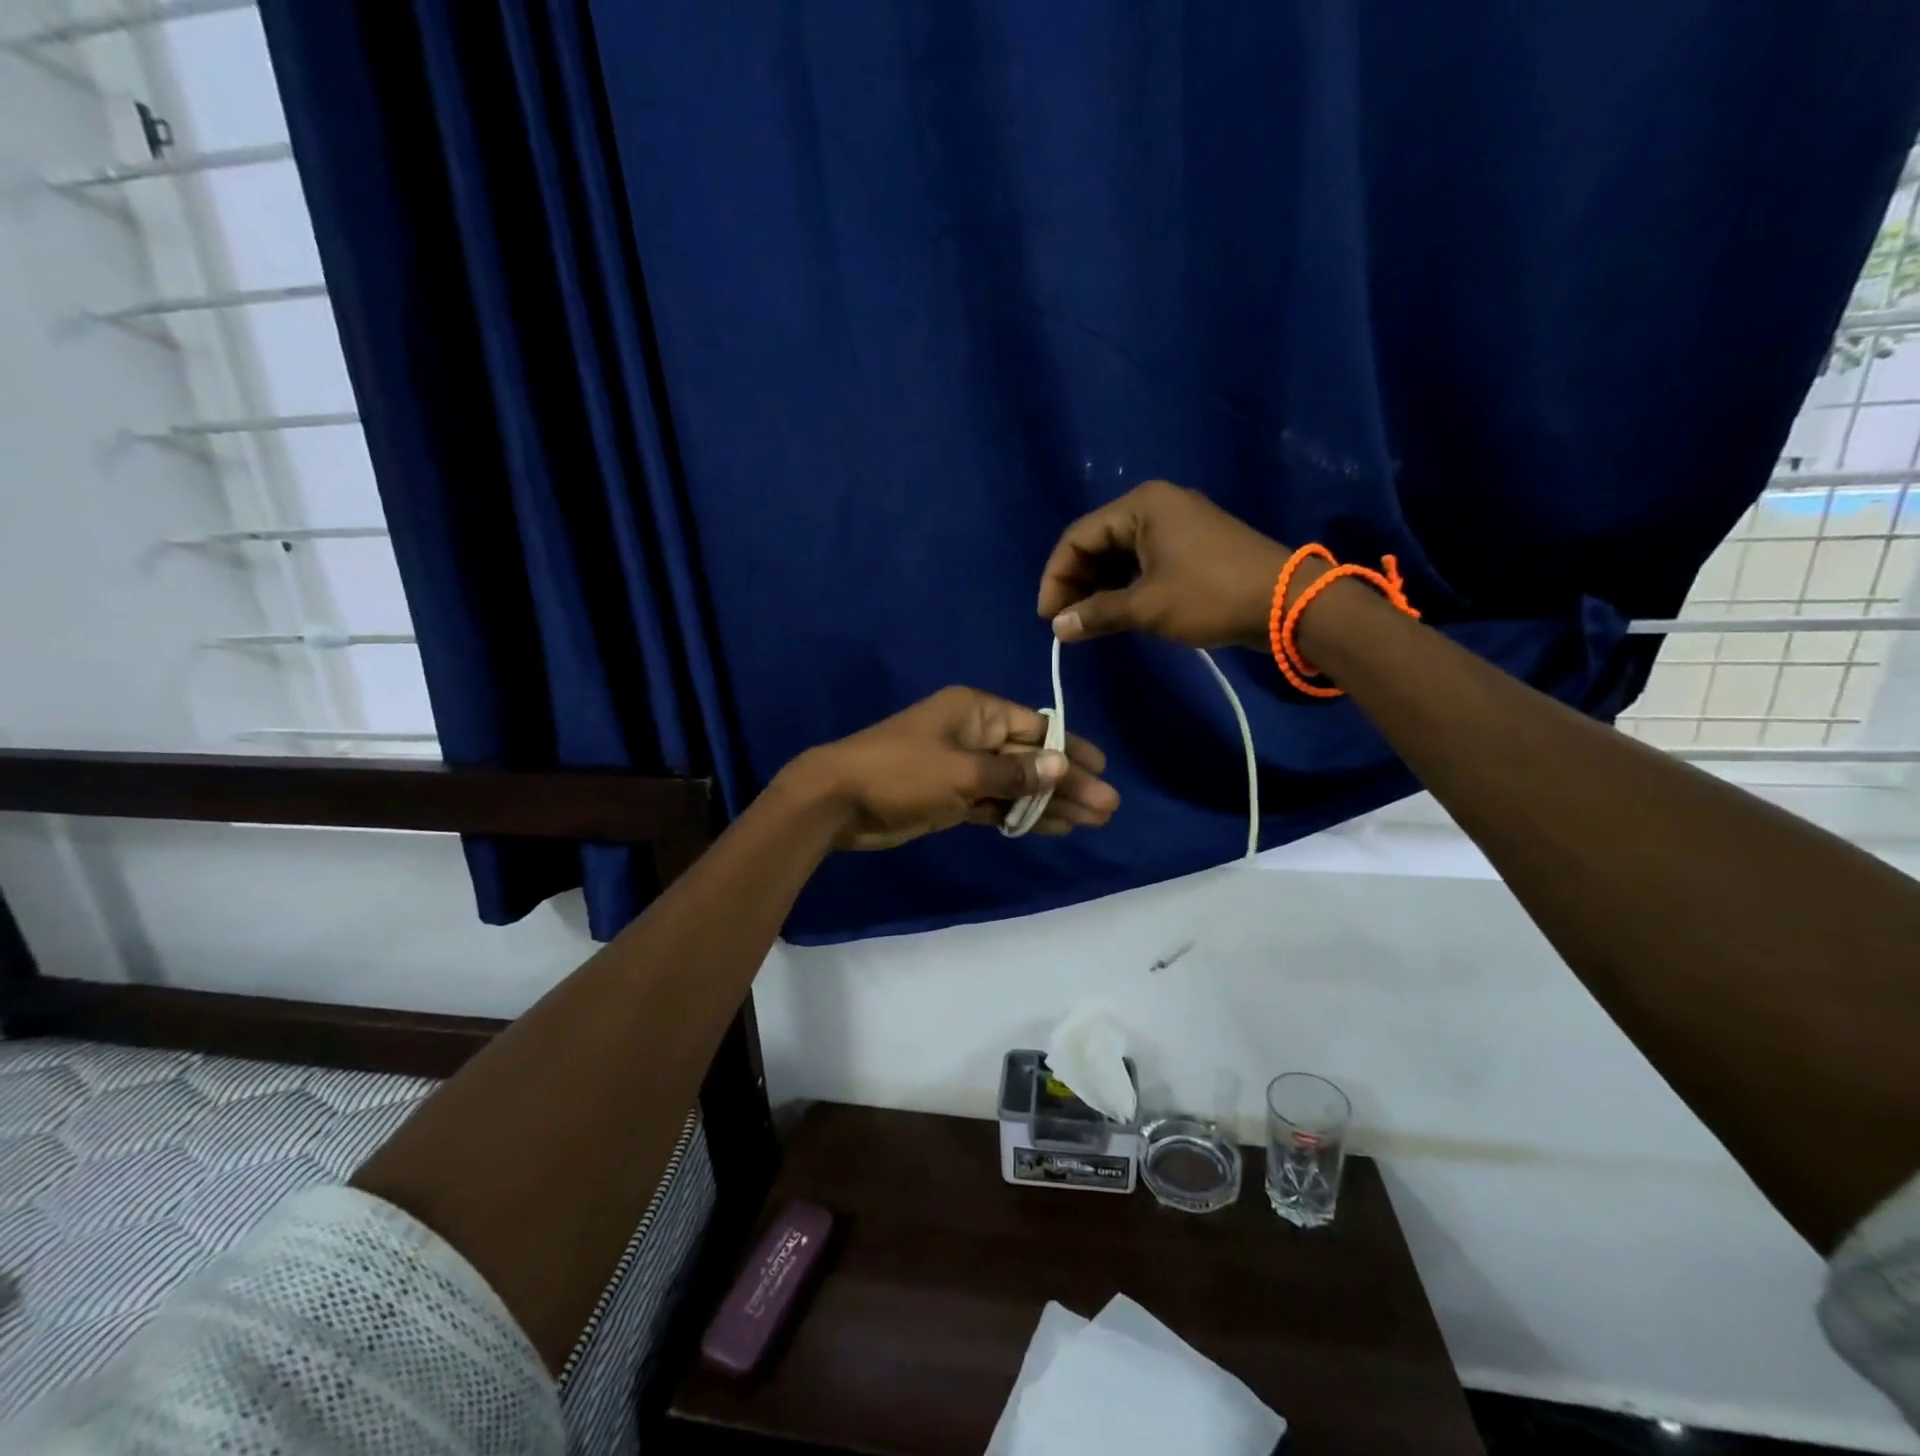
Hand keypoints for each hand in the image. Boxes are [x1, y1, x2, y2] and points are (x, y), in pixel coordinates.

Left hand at [778, 686, 1119, 850]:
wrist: (839, 801)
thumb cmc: (902, 772)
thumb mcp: (962, 771)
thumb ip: (1013, 774)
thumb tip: (1062, 766)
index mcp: (975, 712)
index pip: (1035, 727)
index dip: (1070, 749)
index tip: (1102, 770)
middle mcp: (973, 735)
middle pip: (1030, 759)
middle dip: (1067, 783)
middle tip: (1107, 808)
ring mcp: (962, 769)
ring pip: (1016, 785)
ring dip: (1049, 803)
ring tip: (1091, 822)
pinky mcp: (952, 798)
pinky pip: (996, 805)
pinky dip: (1020, 816)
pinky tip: (1053, 828)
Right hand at [1037, 480, 1300, 649]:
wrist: (1288, 603)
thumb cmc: (1211, 596)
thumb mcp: (1148, 607)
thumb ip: (1097, 614)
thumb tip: (1058, 628)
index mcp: (1141, 505)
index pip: (1078, 537)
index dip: (1056, 577)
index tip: (1048, 618)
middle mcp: (1156, 506)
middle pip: (1097, 542)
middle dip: (1077, 582)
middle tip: (1066, 622)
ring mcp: (1177, 525)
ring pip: (1120, 554)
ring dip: (1099, 587)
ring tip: (1088, 622)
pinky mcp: (1192, 547)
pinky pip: (1143, 562)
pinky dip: (1124, 586)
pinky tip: (1116, 612)